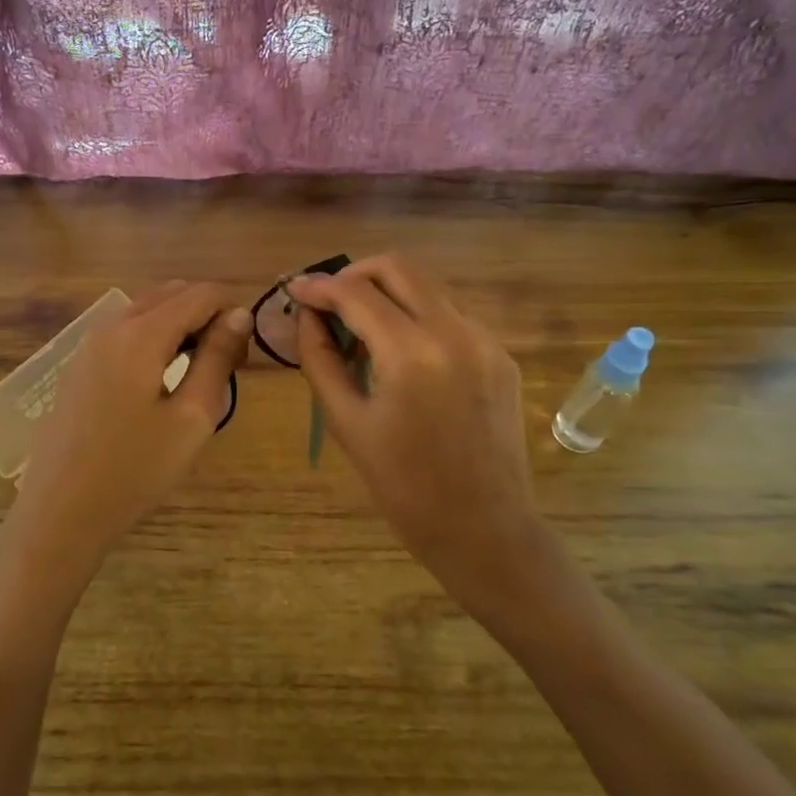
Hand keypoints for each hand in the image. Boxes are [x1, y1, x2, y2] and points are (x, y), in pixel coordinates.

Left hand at [5, 282, 249, 577]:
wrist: (61, 511)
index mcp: (142, 333)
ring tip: (201, 369)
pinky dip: (154, 337)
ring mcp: (89, 343)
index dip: (232, 308)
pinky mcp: (79, 364)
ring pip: (147, 309)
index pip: (200, 293)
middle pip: (171, 293)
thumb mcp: (192, 417)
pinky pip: (126, 331)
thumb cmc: (135, 469)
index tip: (248, 347)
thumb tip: (239, 315)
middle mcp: (111, 325)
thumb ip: (217, 358)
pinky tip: (162, 378)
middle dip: (207, 313)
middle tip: (230, 359)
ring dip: (181, 324)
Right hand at [289, 254, 554, 632]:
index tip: (295, 291)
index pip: (357, 293)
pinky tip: (400, 351)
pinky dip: (417, 316)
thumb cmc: (404, 486)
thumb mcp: (347, 423)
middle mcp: (455, 331)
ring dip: (388, 292)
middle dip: (355, 274)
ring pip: (428, 286)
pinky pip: (451, 314)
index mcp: (413, 354)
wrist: (484, 528)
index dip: (320, 287)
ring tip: (360, 328)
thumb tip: (306, 316)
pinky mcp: (501, 354)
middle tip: (329, 301)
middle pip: (398, 267)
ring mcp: (485, 339)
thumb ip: (320, 359)